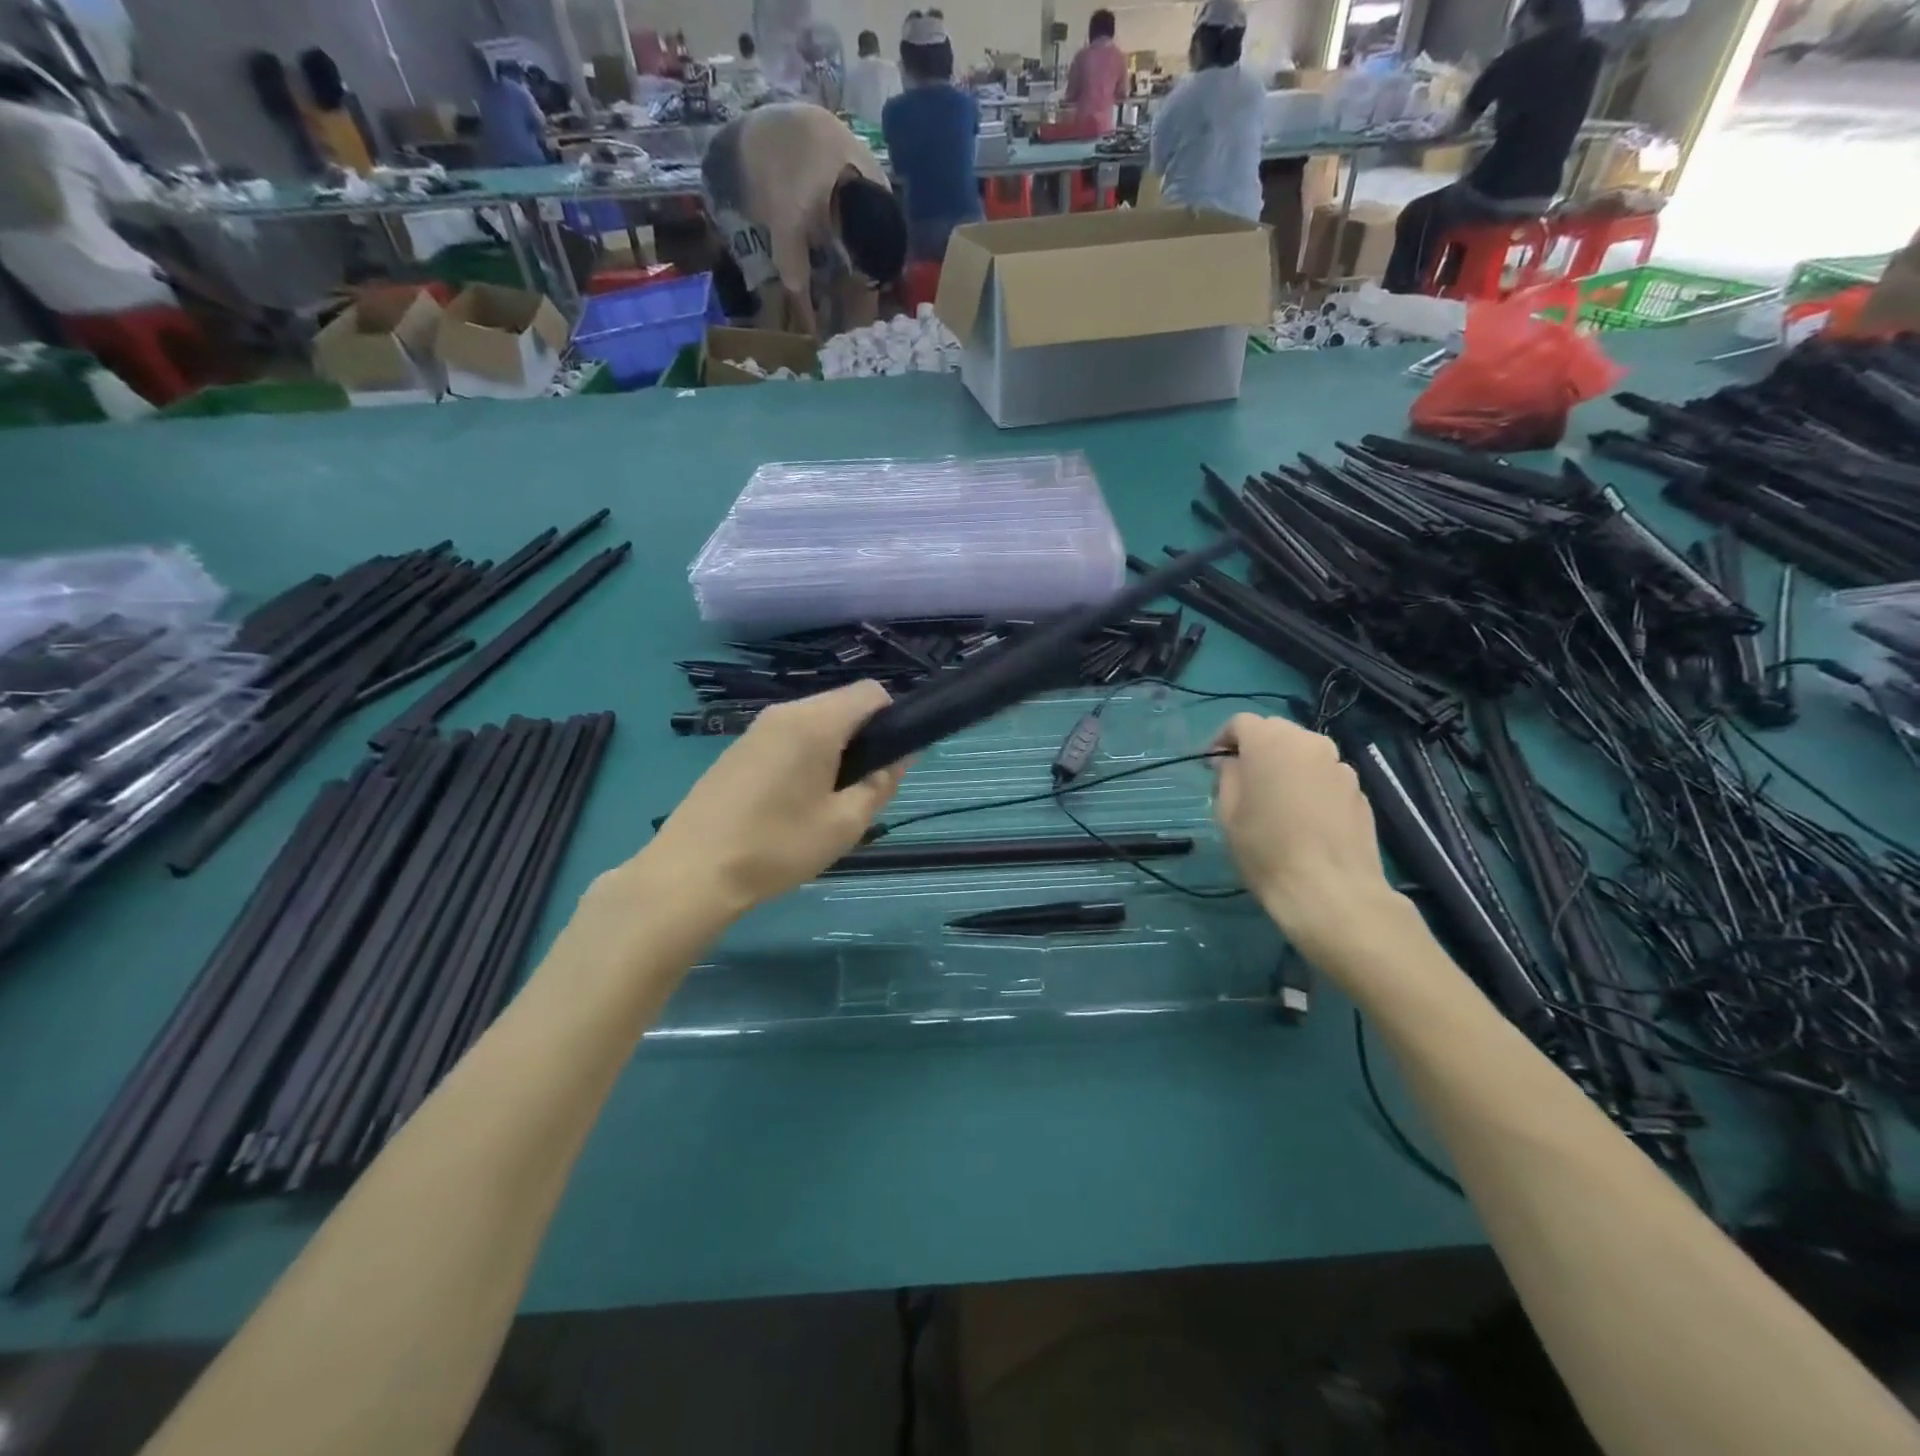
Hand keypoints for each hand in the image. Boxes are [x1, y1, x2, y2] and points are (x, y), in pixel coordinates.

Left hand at [639, 681, 906, 918]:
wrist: (692, 872)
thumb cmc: (777, 847)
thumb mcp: (845, 823)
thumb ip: (881, 782)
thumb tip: (903, 754)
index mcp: (816, 722)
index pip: (872, 692)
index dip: (892, 720)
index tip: (887, 763)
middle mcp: (785, 712)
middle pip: (842, 704)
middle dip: (862, 738)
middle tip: (859, 790)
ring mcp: (757, 728)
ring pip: (814, 722)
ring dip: (833, 749)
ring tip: (825, 801)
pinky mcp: (738, 748)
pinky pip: (787, 736)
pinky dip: (804, 756)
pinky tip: (790, 802)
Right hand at [1211, 713, 1396, 947]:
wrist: (1331, 890)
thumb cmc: (1266, 849)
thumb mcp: (1227, 813)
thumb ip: (1227, 776)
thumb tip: (1231, 762)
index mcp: (1271, 742)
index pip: (1241, 722)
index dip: (1223, 739)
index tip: (1213, 764)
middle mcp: (1309, 743)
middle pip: (1276, 731)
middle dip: (1256, 748)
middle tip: (1242, 779)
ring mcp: (1340, 765)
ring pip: (1304, 753)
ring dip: (1286, 765)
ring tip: (1275, 799)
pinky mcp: (1359, 790)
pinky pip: (1325, 775)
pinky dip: (1309, 784)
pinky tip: (1304, 817)